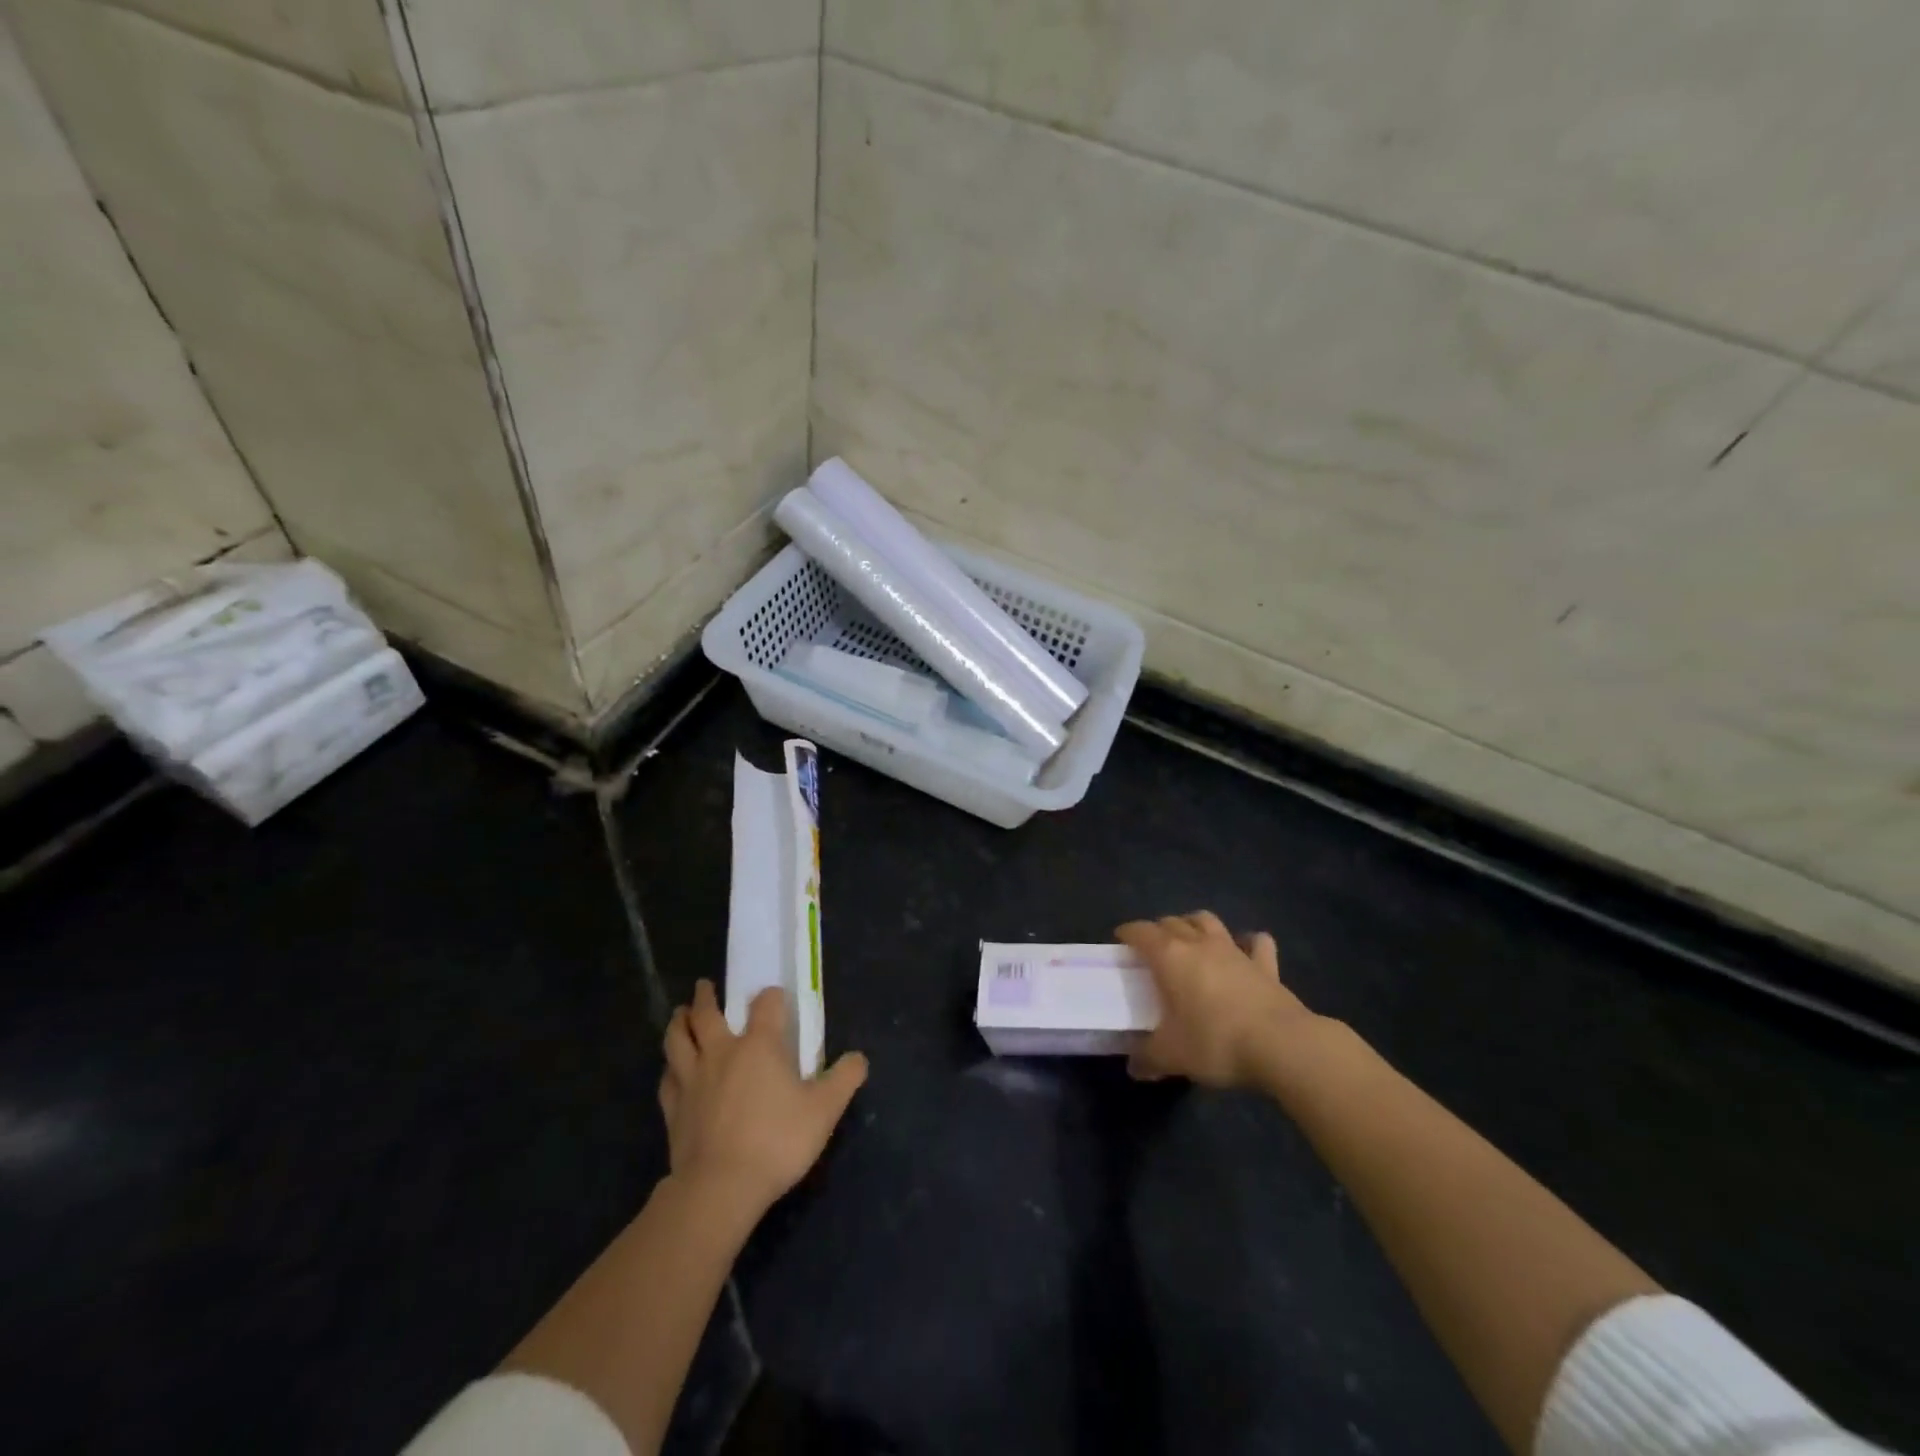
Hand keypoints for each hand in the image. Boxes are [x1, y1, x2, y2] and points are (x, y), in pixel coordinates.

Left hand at [660, 981, 868, 1221]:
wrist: (720, 1187)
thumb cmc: (777, 1141)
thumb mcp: (825, 1110)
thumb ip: (844, 1079)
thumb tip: (859, 1058)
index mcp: (759, 1045)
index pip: (766, 1004)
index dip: (772, 996)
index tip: (775, 997)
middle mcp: (722, 1052)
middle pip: (707, 1014)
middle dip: (706, 997)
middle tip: (704, 987)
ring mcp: (692, 1079)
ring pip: (678, 1040)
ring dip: (679, 1022)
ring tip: (681, 1014)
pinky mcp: (674, 1108)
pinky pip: (668, 1078)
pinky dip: (670, 1067)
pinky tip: (672, 1069)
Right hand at [1117, 911, 1317, 1088]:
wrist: (1281, 1045)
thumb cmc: (1215, 1042)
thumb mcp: (1172, 1056)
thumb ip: (1148, 1058)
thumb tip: (1134, 1067)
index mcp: (1169, 957)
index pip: (1141, 931)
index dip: (1128, 932)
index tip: (1121, 941)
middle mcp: (1199, 944)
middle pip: (1172, 921)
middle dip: (1158, 929)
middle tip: (1152, 948)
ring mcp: (1235, 951)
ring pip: (1208, 921)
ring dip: (1195, 924)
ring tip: (1190, 939)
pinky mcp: (1266, 965)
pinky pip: (1256, 943)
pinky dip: (1248, 942)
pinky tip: (1245, 950)